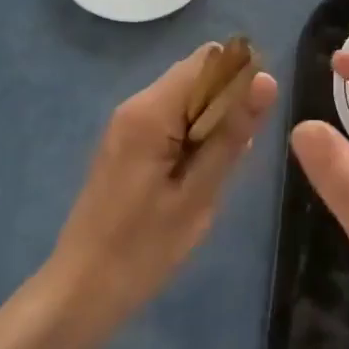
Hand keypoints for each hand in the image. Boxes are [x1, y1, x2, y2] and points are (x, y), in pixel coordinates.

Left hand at [48, 44, 278, 331]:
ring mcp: (127, 125)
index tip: (257, 117)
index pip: (208, 59)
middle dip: (227, 103)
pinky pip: (171, 121)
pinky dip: (193, 138)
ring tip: (217, 173)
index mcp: (151, 111)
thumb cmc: (143, 247)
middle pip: (196, 76)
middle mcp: (135, 105)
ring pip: (186, 100)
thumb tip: (266, 81)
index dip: (241, 76)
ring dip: (212, 123)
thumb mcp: (199, 193)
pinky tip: (198, 177)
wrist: (82, 289)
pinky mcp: (127, 144)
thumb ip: (232, 134)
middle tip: (236, 154)